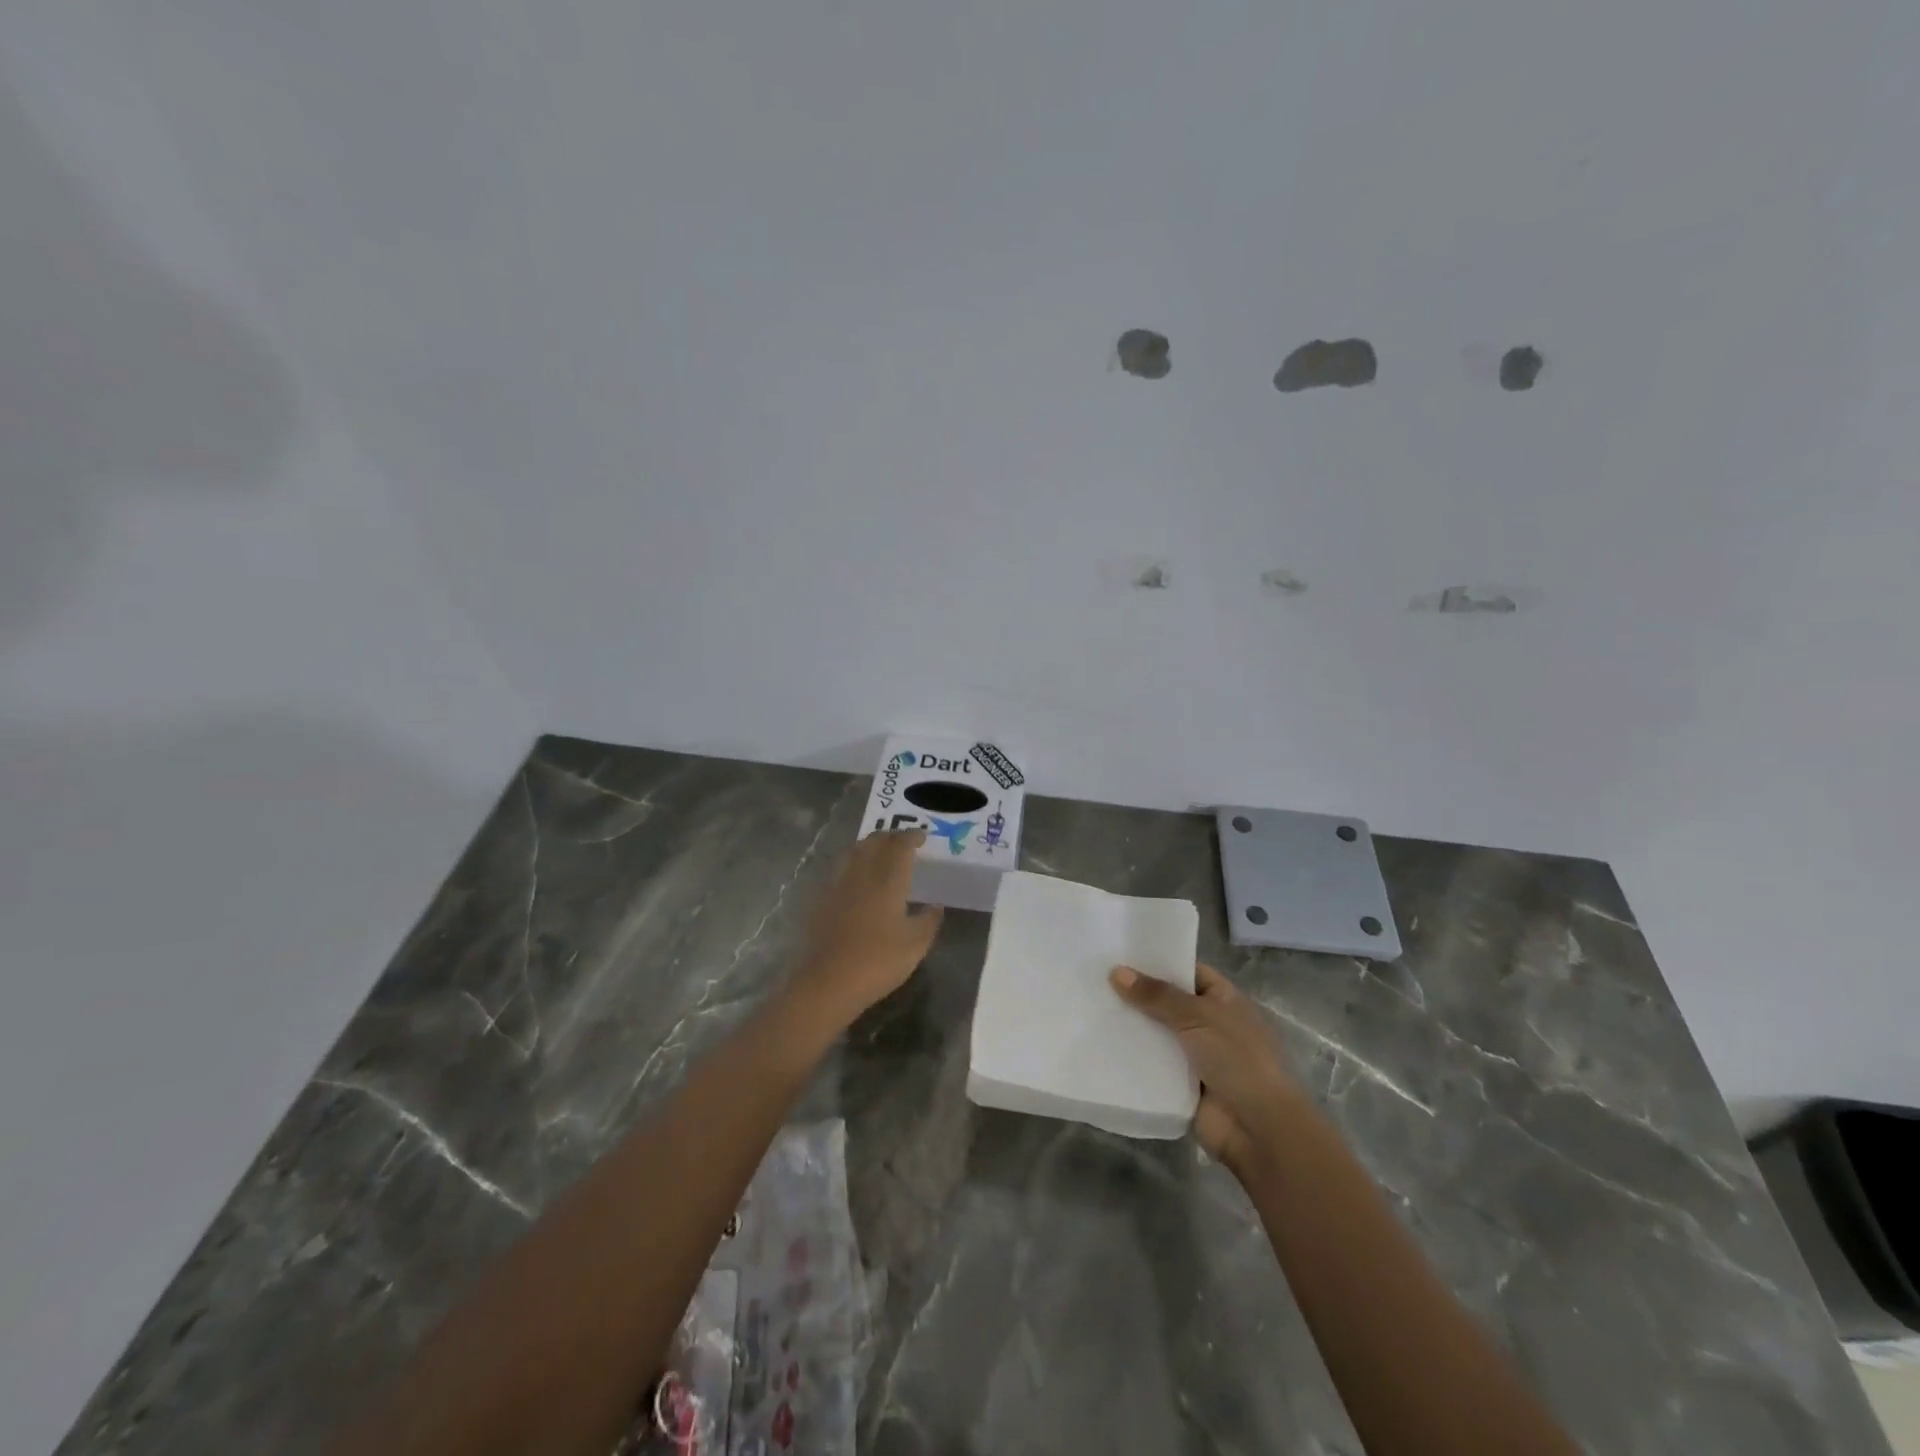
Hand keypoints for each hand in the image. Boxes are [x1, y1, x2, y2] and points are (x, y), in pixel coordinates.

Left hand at [795, 829, 943, 1024]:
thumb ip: (929, 921)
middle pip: (874, 842)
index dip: (912, 837)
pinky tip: (857, 876)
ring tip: (880, 851)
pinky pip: (840, 868)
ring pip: (854, 851)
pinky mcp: (821, 899)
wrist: (827, 982)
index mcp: (888, 881)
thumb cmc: (877, 962)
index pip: (900, 847)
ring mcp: (838, 885)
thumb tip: (936, 906)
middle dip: (891, 836)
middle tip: (903, 841)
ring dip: (869, 844)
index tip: (922, 836)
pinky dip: (853, 862)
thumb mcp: (915, 945)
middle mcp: (861, 874)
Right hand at [1110, 963, 1303, 1177]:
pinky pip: (1153, 1066)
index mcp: (1225, 1001)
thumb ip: (1156, 995)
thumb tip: (1117, 971)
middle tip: (1095, 979)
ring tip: (1091, 1008)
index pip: (1189, 972)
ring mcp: (1197, 1057)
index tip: (1122, 954)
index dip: (1160, 963)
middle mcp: (1211, 1025)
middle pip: (1169, 1003)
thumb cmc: (1238, 1060)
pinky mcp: (1182, 1086)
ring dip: (1132, 1027)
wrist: (1259, 1129)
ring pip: (1158, 1035)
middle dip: (1138, 995)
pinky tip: (1100, 1045)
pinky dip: (1133, 1059)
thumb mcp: (1198, 1017)